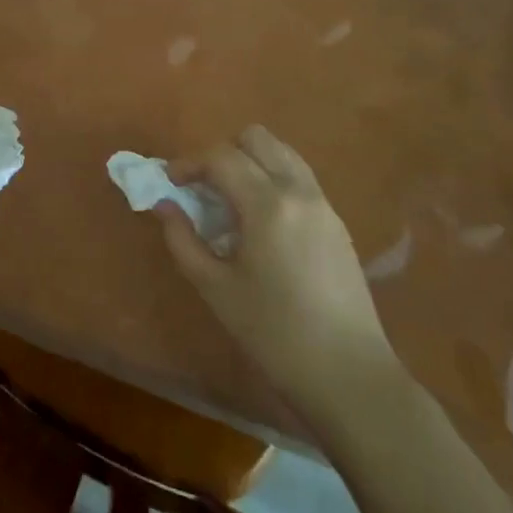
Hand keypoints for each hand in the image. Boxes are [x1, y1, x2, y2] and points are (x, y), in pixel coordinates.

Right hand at [160, 125, 399, 415]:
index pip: (221, 157)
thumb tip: (164, 205)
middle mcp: (299, 191)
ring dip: (249, 162)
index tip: (169, 183)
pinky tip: (259, 222)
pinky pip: (298, 178)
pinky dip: (271, 180)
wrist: (348, 373)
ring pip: (282, 153)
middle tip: (202, 187)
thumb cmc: (273, 333)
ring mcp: (323, 204)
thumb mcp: (215, 288)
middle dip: (222, 153)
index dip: (188, 163)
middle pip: (256, 138)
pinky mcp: (337, 222)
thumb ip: (183, 240)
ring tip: (229, 200)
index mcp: (268, 204)